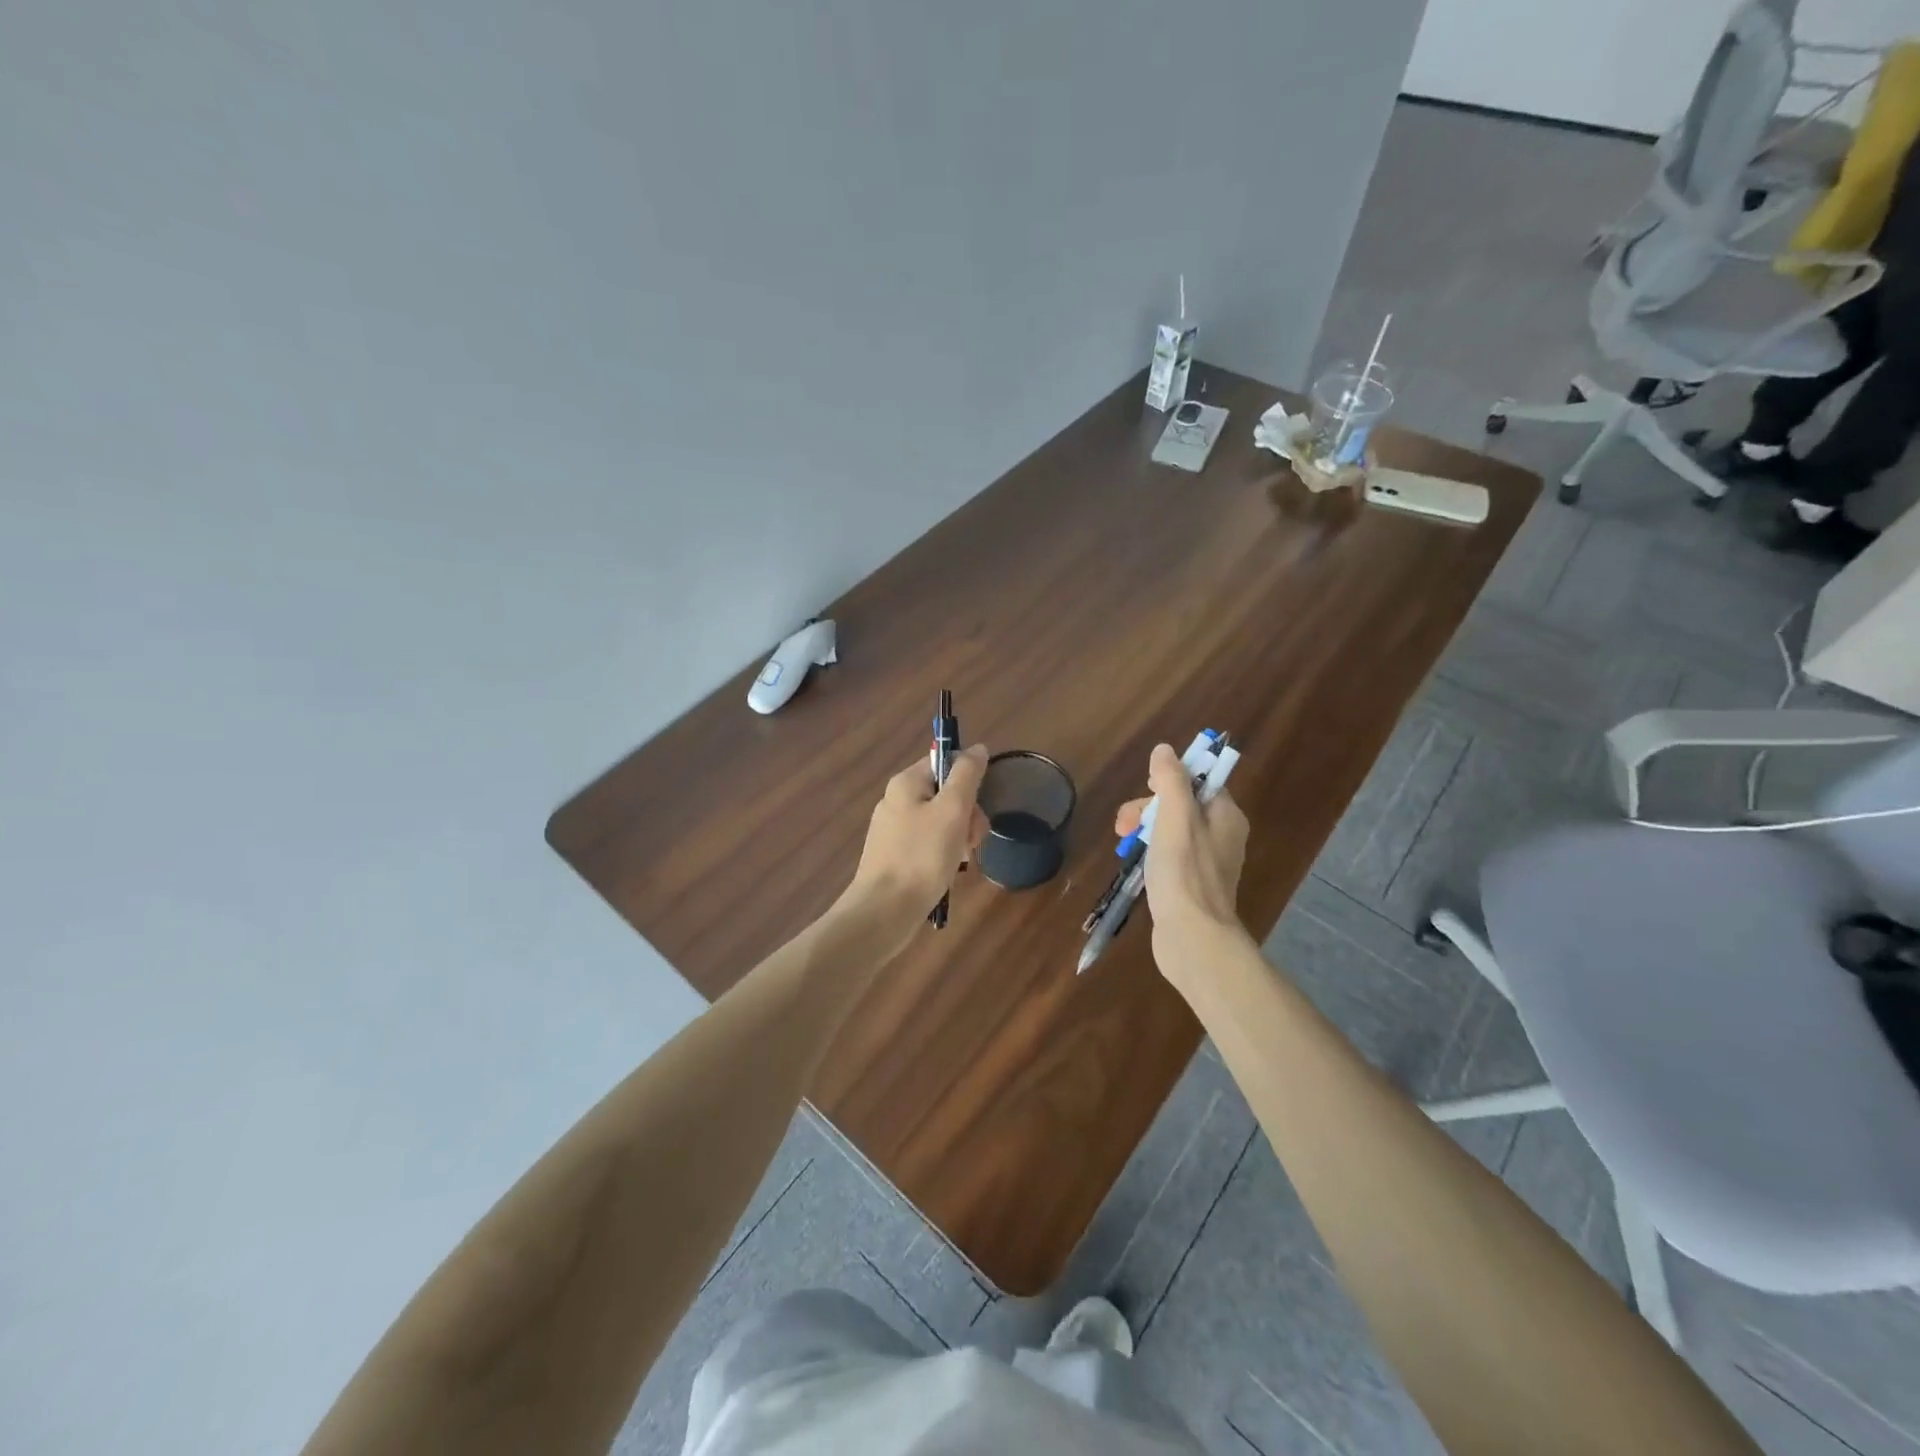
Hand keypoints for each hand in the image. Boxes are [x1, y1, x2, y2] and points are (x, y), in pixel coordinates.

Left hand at [843, 745, 989, 933]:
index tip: (977, 807)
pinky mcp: (895, 856)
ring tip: (962, 860)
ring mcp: (894, 830)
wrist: (884, 911)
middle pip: (946, 793)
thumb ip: (967, 775)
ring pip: (941, 821)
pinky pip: (929, 844)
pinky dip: (944, 854)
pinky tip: (949, 871)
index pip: (945, 763)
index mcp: (905, 783)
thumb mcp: (952, 810)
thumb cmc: (921, 856)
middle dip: (967, 815)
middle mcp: (896, 800)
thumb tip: (977, 748)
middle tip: (972, 840)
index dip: (968, 781)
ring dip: (959, 837)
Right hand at [1114, 743, 1251, 972]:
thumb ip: (1170, 781)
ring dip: (1145, 830)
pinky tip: (1135, 863)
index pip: (1199, 782)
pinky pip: (1171, 856)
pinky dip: (1151, 853)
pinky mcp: (1193, 885)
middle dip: (1148, 808)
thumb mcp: (1175, 818)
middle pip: (1182, 806)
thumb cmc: (1184, 872)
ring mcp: (1208, 863)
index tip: (1145, 790)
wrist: (1192, 937)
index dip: (1169, 780)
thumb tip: (1164, 750)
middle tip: (1122, 825)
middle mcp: (1222, 836)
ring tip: (1122, 845)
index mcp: (1225, 816)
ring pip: (1173, 831)